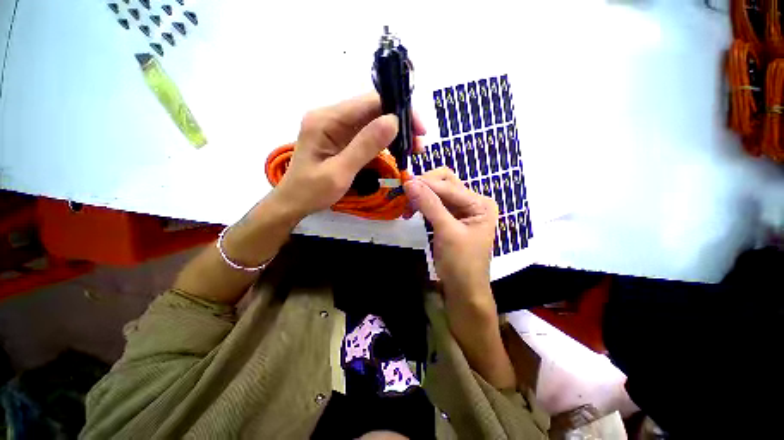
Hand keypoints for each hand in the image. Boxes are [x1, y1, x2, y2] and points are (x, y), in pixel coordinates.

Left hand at [274, 93, 425, 218]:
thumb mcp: (339, 172)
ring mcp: (336, 127)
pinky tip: (397, 150)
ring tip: (412, 150)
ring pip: (373, 121)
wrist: (294, 202)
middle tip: (419, 145)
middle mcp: (331, 116)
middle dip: (400, 123)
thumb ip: (364, 146)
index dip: (398, 111)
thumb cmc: (312, 191)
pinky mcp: (341, 138)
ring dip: (395, 133)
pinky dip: (385, 141)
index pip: (370, 102)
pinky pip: (367, 133)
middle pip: (373, 109)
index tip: (420, 130)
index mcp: (326, 120)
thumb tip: (393, 121)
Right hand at [403, 167, 497, 307]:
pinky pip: (434, 205)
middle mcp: (473, 202)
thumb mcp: (446, 232)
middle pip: (445, 183)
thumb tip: (409, 182)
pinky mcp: (451, 219)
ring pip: (438, 193)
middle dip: (424, 186)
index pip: (449, 185)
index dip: (426, 183)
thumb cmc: (461, 263)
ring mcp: (462, 210)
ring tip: (405, 205)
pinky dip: (422, 205)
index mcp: (480, 203)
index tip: (403, 183)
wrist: (464, 291)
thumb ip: (429, 205)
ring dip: (421, 196)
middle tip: (405, 193)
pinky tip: (411, 211)